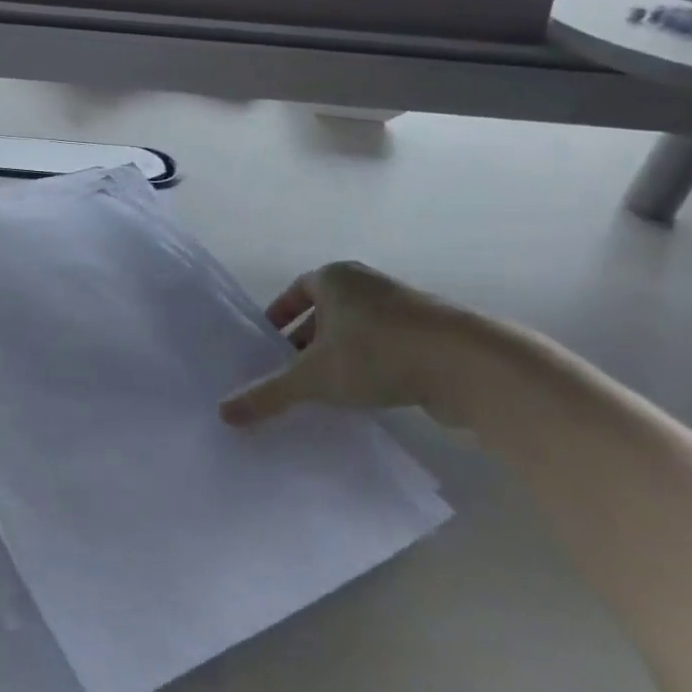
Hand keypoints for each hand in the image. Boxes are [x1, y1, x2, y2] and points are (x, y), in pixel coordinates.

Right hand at [220, 261, 456, 422]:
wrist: (468, 364)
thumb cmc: (377, 353)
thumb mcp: (314, 377)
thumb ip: (269, 394)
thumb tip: (223, 413)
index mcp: (335, 277)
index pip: (296, 290)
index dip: (279, 316)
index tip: (268, 344)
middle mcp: (367, 283)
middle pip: (325, 311)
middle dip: (306, 341)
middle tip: (289, 372)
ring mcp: (404, 307)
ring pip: (357, 330)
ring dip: (339, 355)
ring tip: (323, 389)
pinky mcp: (432, 334)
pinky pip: (386, 345)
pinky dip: (369, 365)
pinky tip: (364, 395)